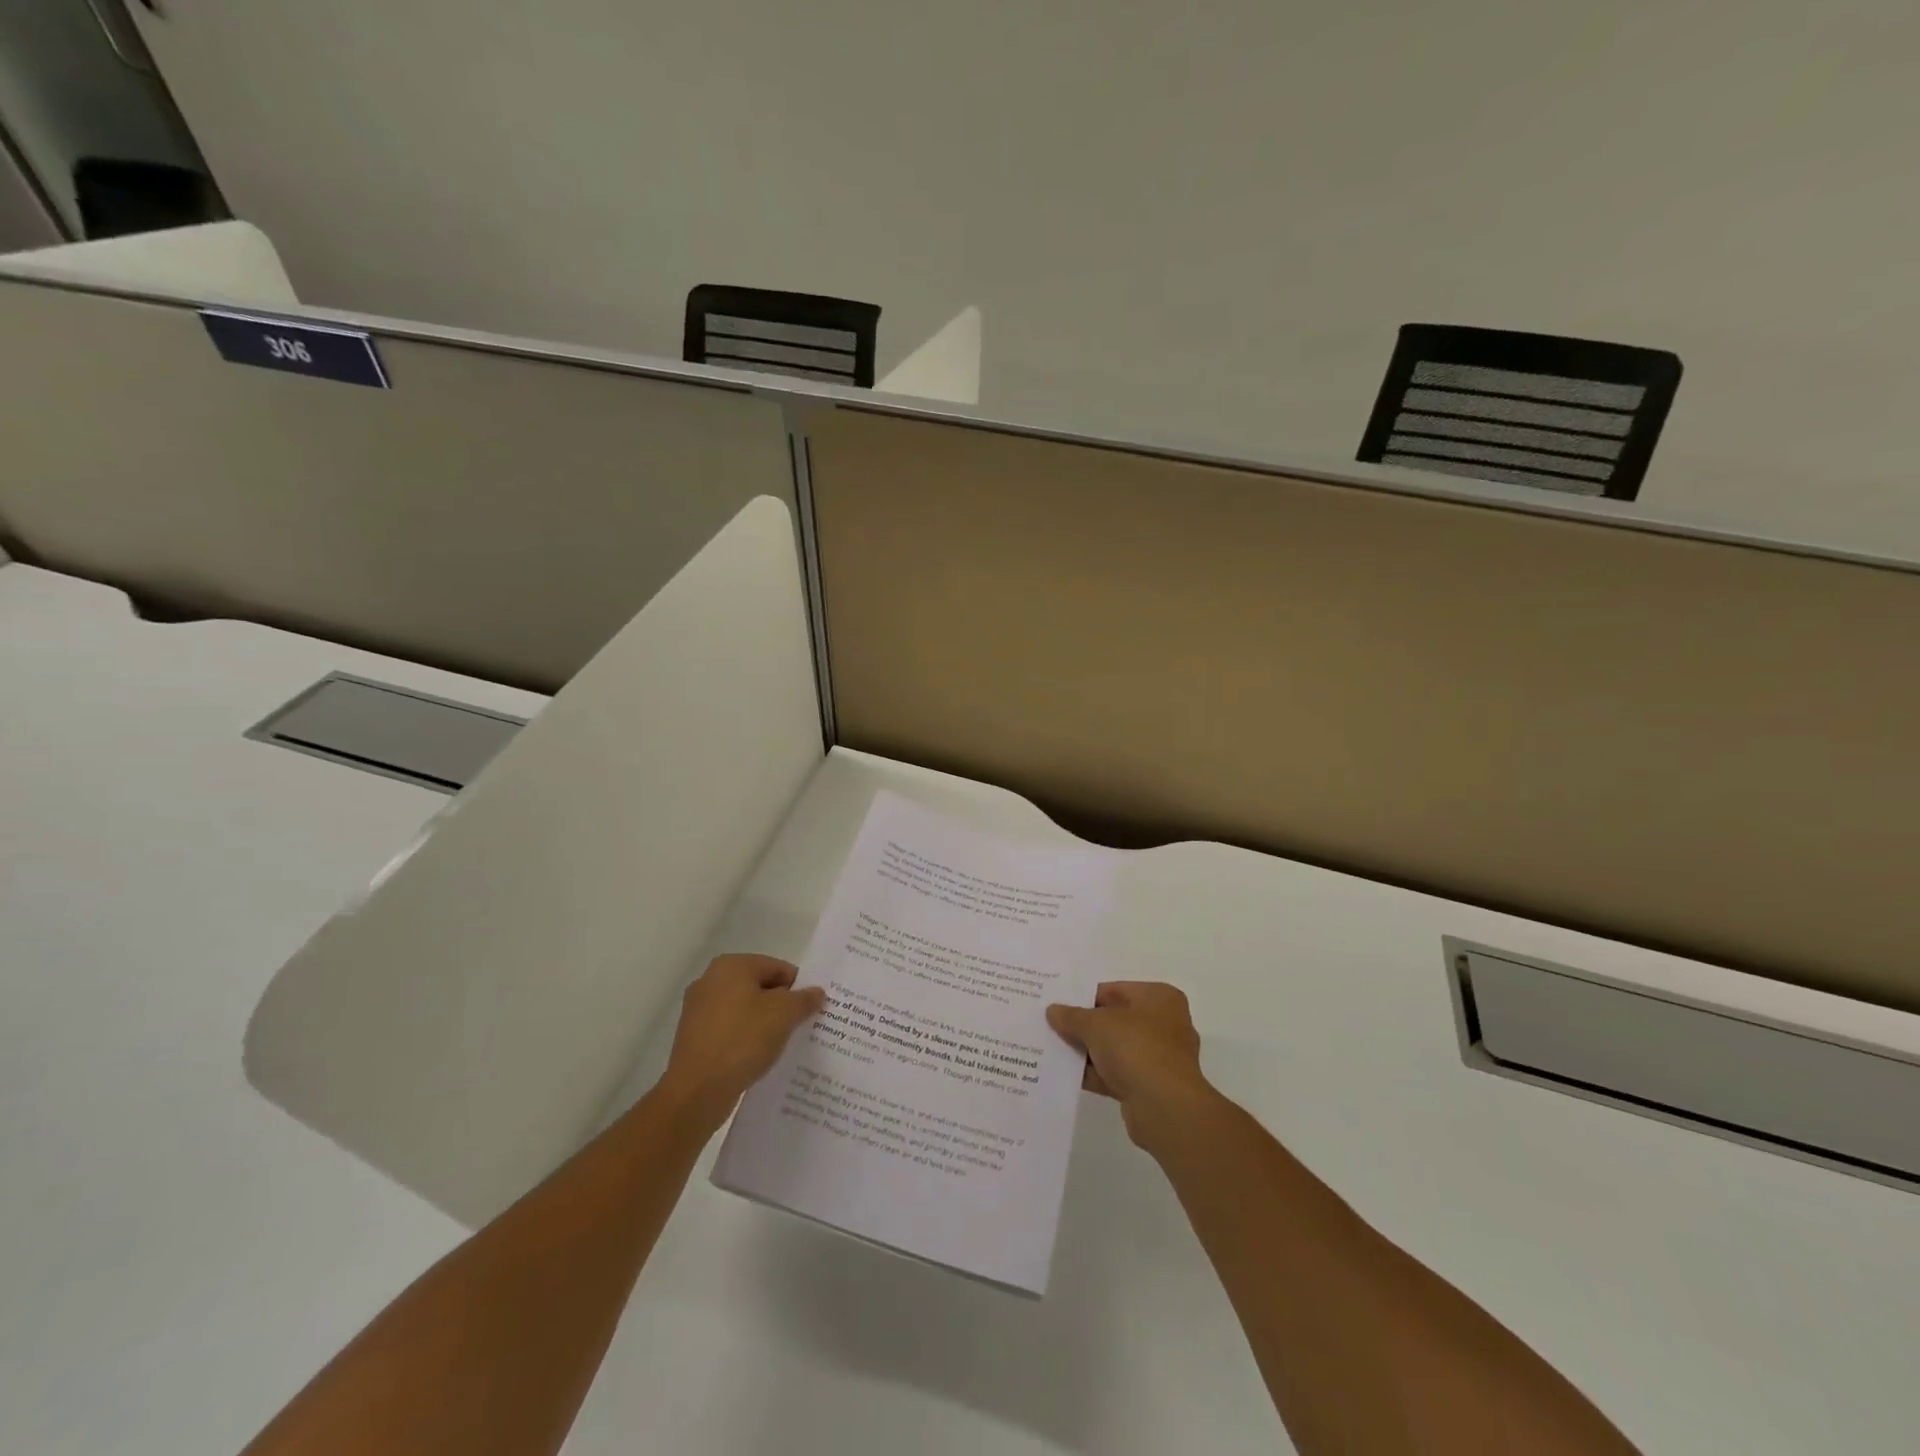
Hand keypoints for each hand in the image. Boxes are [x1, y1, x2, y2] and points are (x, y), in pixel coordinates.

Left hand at [658, 955, 825, 1124]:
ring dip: (764, 1024)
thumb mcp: (785, 1014)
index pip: (778, 968)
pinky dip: (746, 1040)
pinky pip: (730, 1031)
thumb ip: (804, 999)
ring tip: (782, 1045)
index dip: (799, 987)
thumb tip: (816, 993)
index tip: (812, 1010)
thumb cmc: (743, 1040)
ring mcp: (698, 1010)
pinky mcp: (694, 1037)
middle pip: (760, 987)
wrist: (696, 1091)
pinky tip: (758, 1057)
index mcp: (731, 966)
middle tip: (801, 1026)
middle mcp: (711, 980)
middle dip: (782, 1006)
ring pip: (745, 1010)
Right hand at [1047, 982, 1213, 1150]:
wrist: (1164, 1107)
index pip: (1115, 990)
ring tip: (1053, 1049)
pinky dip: (1095, 1074)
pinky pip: (1117, 1073)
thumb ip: (1072, 1016)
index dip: (1085, 997)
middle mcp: (1165, 1024)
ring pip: (1115, 1049)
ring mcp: (1159, 1057)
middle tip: (1052, 1026)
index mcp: (1159, 998)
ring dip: (1088, 1052)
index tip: (1059, 1005)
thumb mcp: (1096, 1024)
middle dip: (1085, 1026)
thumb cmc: (1136, 1048)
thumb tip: (1053, 1010)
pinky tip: (1066, 1075)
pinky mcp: (1151, 1087)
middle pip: (1115, 1020)